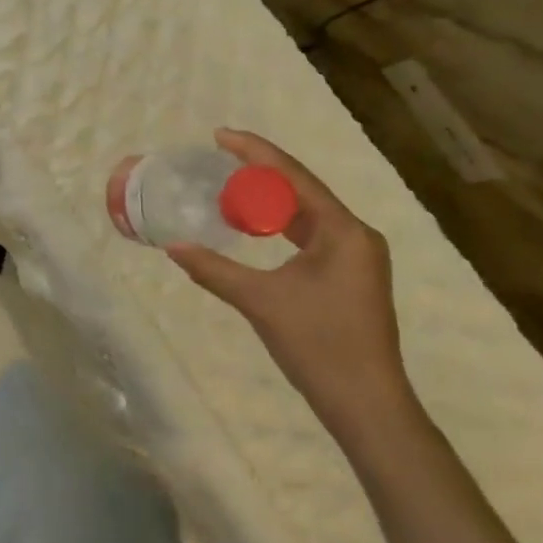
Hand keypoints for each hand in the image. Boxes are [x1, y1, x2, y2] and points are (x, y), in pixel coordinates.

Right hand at [167, 129, 412, 444]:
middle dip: (260, 171)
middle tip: (219, 157)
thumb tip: (174, 247)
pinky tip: (256, 226)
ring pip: (306, 213)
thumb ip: (215, 270)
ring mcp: (357, 257)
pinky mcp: (351, 276)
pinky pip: (311, 235)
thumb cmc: (320, 346)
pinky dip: (281, 226)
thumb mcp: (261, 302)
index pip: (294, 176)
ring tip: (231, 184)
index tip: (220, 135)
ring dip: (270, 199)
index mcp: (343, 230)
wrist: (368, 408)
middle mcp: (356, 235)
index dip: (255, 151)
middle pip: (302, 189)